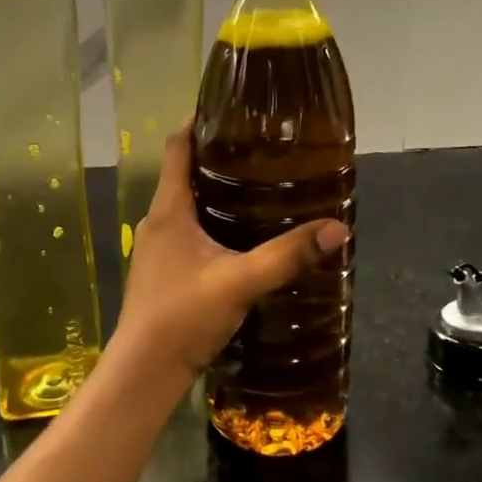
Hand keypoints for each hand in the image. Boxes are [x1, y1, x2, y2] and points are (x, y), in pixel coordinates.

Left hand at [111, 131, 349, 392]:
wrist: (144, 372)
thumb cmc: (183, 316)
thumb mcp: (240, 282)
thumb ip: (287, 256)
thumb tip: (337, 228)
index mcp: (169, 210)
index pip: (178, 147)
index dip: (198, 122)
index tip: (230, 108)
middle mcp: (158, 221)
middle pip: (184, 173)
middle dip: (217, 158)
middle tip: (261, 149)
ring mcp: (156, 248)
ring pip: (186, 205)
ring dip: (214, 192)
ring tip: (257, 187)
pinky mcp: (162, 271)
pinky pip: (187, 230)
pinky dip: (210, 221)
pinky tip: (239, 236)